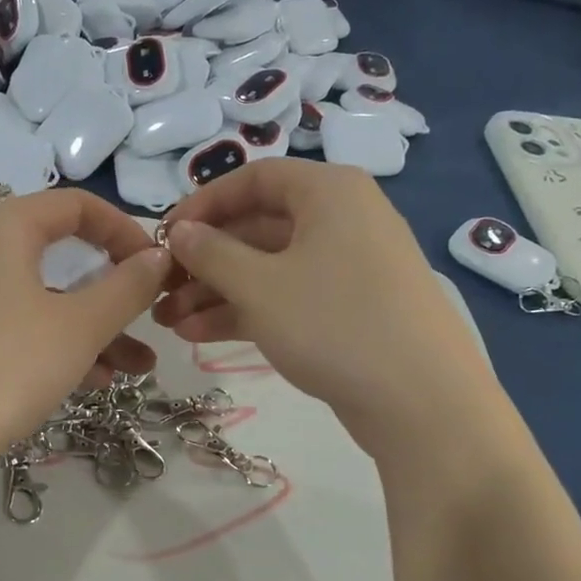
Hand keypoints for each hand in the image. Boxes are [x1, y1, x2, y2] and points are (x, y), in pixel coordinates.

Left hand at [0, 189, 172, 466]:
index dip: (125, 231)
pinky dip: (57, 344)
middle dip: (114, 291)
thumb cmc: (9, 365)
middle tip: (150, 316)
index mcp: (6, 226)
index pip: (78, 205)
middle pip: (63, 255)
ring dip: (94, 328)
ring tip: (138, 367)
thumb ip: (127, 287)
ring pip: (45, 299)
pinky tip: (94, 382)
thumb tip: (159, 256)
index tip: (157, 266)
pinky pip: (20, 325)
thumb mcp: (80, 326)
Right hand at [153, 159, 496, 456]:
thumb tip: (181, 232)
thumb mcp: (259, 285)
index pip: (253, 179)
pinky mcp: (349, 309)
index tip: (164, 237)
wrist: (421, 400)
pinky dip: (246, 311)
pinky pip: (288, 296)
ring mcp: (348, 267)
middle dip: (204, 260)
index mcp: (328, 192)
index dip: (203, 204)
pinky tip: (199, 335)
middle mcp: (341, 219)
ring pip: (269, 268)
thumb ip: (211, 253)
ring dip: (216, 292)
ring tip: (169, 322)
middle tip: (160, 290)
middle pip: (258, 226)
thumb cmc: (334, 324)